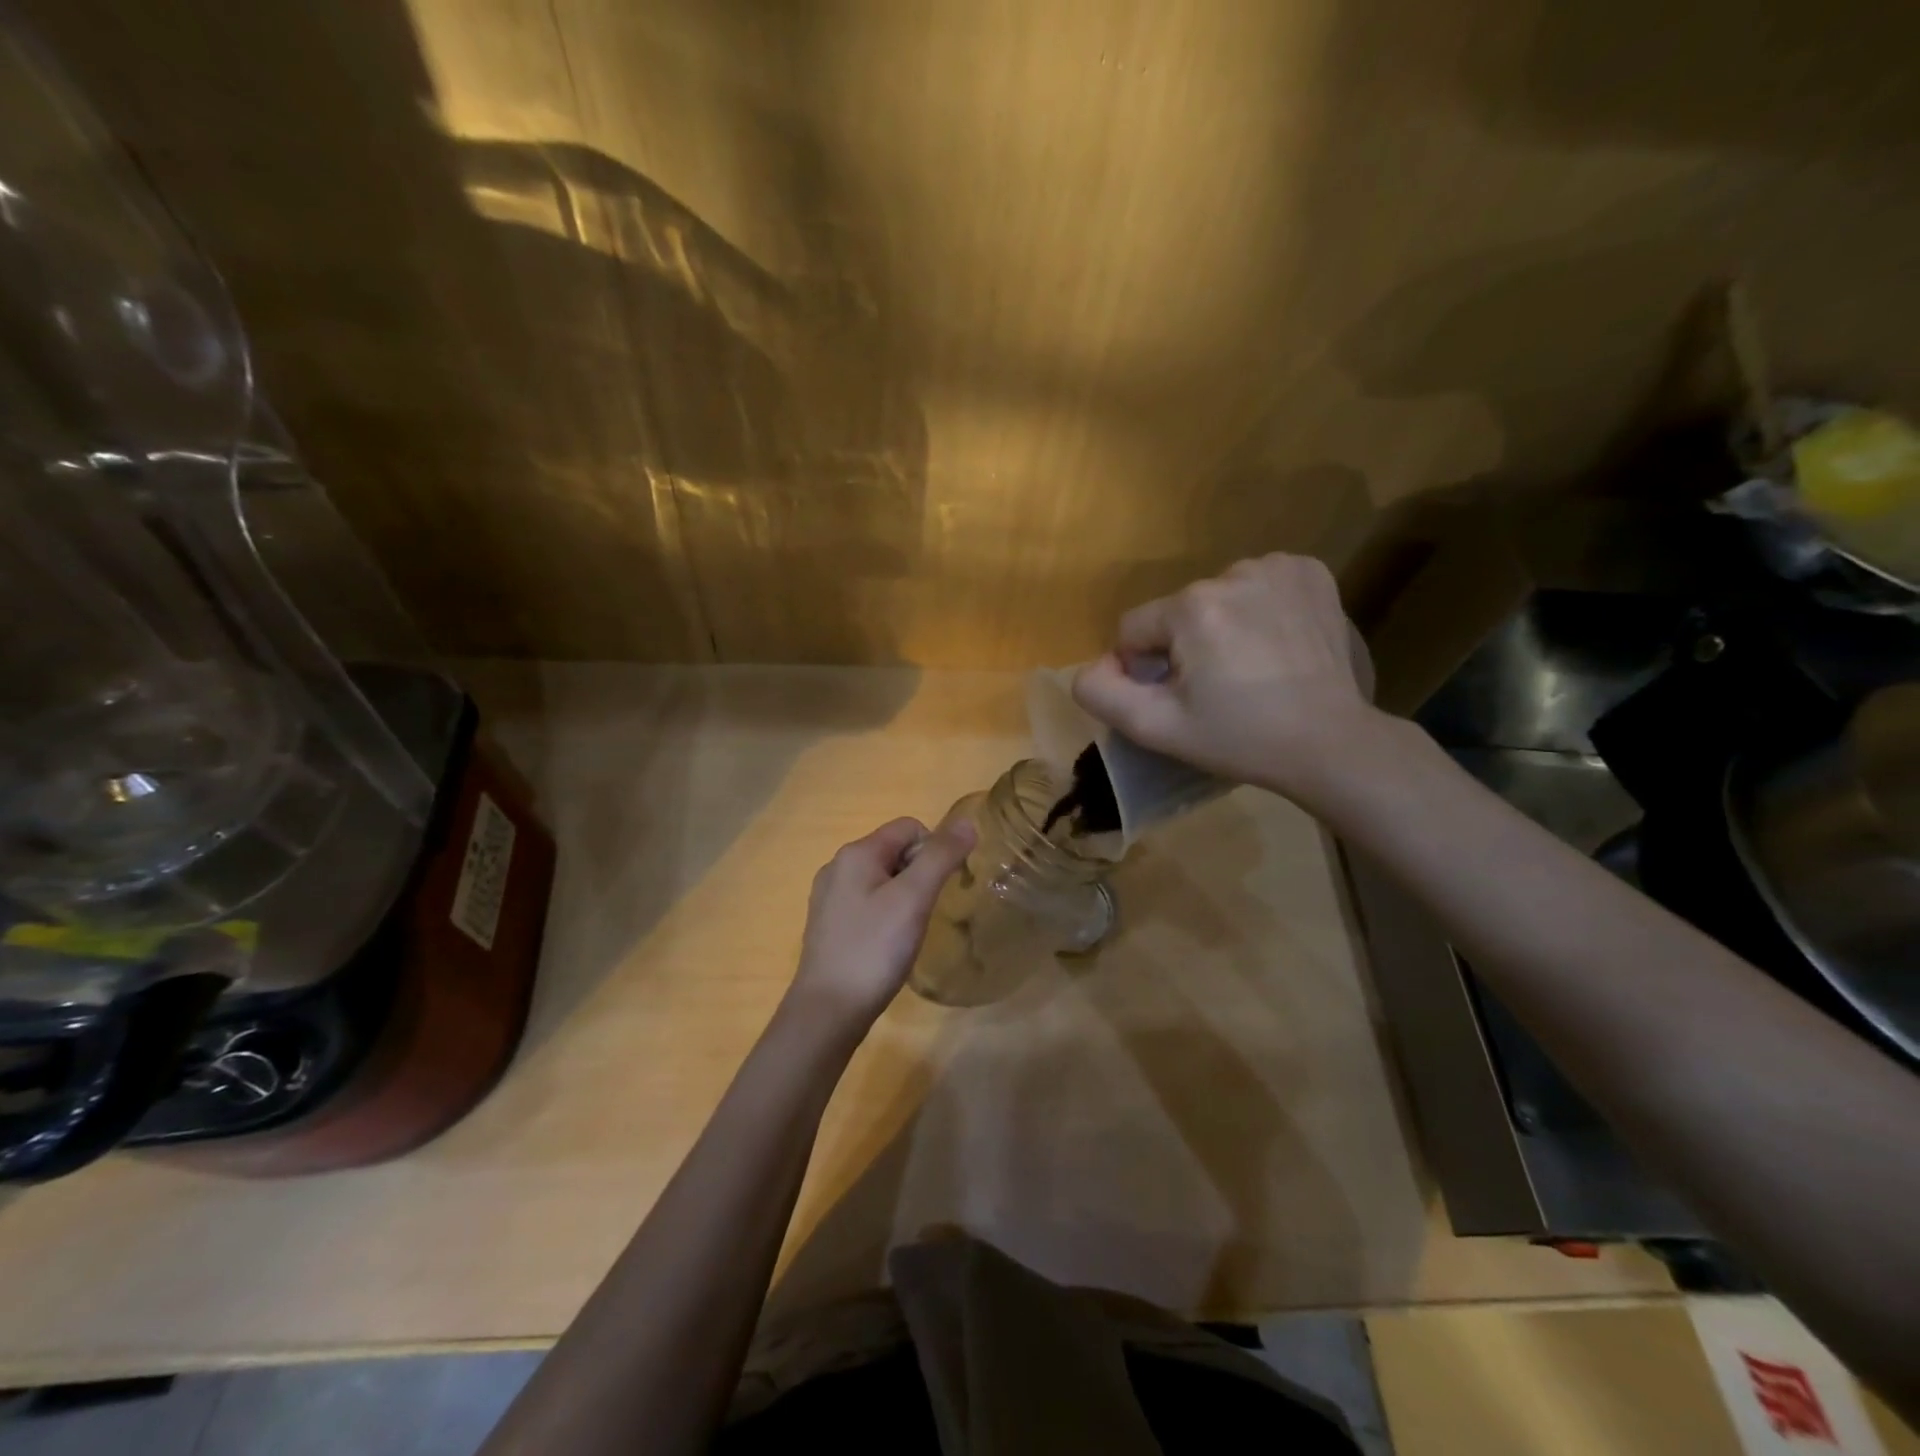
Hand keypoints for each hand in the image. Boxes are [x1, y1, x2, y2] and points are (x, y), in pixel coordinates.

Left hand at [789, 816, 976, 1030]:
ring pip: (881, 878)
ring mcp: (829, 896)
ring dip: (904, 895)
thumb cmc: (874, 949)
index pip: (908, 827)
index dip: (934, 849)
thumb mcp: (913, 898)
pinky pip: (867, 902)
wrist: (828, 1010)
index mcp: (856, 853)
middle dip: (919, 873)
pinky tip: (888, 944)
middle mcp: (837, 866)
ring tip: (910, 931)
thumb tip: (968, 822)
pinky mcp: (828, 924)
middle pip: (894, 850)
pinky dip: (885, 914)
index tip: (941, 887)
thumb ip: (941, 856)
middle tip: (927, 912)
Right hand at [1072, 553, 1385, 808]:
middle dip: (1185, 646)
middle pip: (1176, 613)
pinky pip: (1257, 585)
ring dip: (1221, 625)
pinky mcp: (1311, 571)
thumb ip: (1102, 693)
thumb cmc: (1239, 738)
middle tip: (1219, 688)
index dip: (1145, 669)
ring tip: (1252, 666)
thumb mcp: (1156, 728)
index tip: (1181, 698)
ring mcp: (1277, 567)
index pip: (1133, 629)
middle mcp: (1232, 572)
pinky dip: (1258, 608)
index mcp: (1191, 606)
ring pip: (1216, 597)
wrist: (1331, 742)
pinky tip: (1276, 641)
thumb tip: (1093, 665)